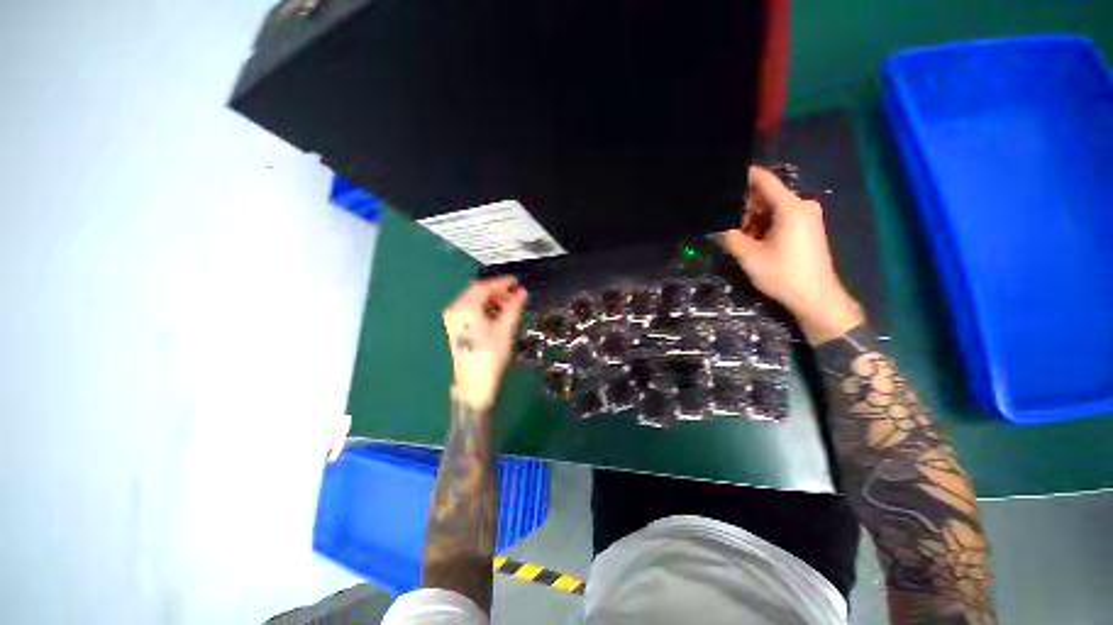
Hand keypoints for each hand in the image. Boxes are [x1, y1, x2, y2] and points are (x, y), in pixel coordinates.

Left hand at [442, 276, 527, 409]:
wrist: (474, 383)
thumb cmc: (490, 357)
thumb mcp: (505, 329)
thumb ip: (513, 307)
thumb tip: (522, 292)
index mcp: (465, 309)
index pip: (484, 287)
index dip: (502, 283)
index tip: (516, 282)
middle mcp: (455, 310)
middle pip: (477, 292)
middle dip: (497, 291)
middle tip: (515, 295)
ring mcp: (453, 319)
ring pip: (474, 300)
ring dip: (491, 299)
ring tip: (508, 306)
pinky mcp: (455, 327)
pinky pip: (471, 309)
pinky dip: (484, 308)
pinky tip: (496, 314)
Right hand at [721, 166, 863, 344]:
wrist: (816, 297)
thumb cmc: (783, 275)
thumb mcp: (749, 257)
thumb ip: (730, 237)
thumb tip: (716, 226)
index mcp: (790, 208)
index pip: (765, 181)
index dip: (744, 176)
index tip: (724, 176)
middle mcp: (802, 206)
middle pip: (768, 196)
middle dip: (745, 206)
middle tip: (723, 218)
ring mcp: (808, 217)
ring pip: (774, 208)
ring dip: (754, 218)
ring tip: (735, 233)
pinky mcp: (809, 228)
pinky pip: (783, 217)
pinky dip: (766, 224)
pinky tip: (753, 239)